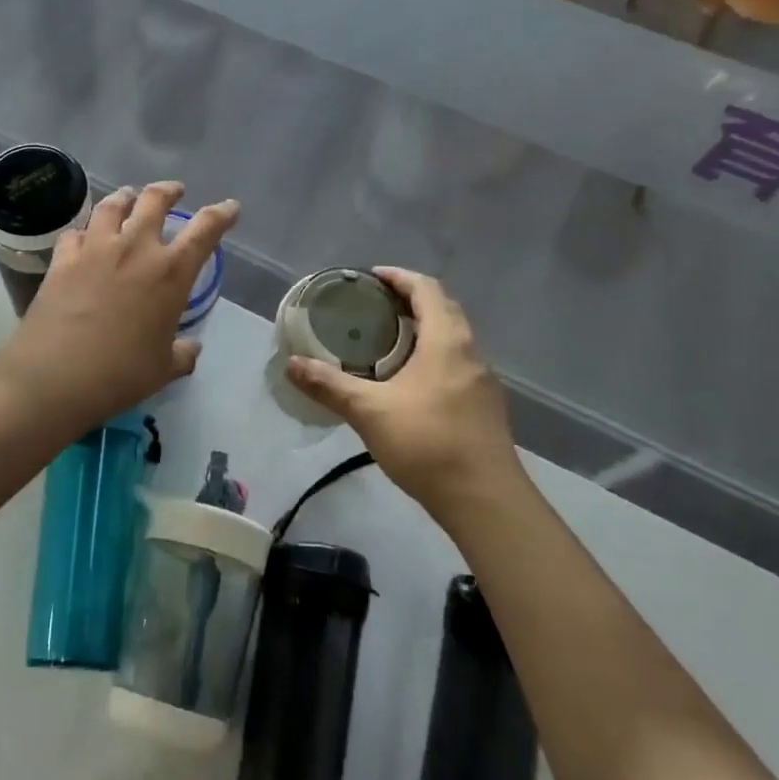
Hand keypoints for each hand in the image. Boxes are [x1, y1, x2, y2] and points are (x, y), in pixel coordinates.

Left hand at [0, 182, 239, 427]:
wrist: (55, 376)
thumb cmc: (119, 374)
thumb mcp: (162, 369)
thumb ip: (182, 354)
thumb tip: (192, 348)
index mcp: (170, 272)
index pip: (205, 229)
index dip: (221, 214)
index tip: (230, 207)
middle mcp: (135, 248)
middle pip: (154, 200)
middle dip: (168, 190)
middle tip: (174, 190)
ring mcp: (95, 248)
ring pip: (112, 205)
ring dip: (125, 197)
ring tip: (128, 197)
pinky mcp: (63, 258)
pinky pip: (75, 233)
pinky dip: (84, 231)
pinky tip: (84, 238)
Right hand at [285, 268, 520, 519]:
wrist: (486, 502)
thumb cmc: (428, 444)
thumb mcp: (370, 412)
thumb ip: (330, 386)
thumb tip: (292, 364)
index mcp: (447, 342)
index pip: (427, 289)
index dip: (400, 277)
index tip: (372, 277)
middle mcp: (470, 353)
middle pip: (444, 309)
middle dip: (411, 300)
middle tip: (376, 305)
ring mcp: (483, 382)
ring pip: (454, 338)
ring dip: (425, 329)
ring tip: (388, 339)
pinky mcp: (485, 407)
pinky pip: (457, 364)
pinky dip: (433, 355)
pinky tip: (410, 382)